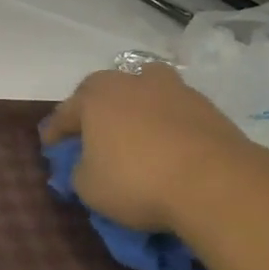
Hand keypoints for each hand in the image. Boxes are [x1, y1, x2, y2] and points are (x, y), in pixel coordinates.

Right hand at [41, 66, 259, 235]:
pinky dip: (167, 125)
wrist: (216, 183)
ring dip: (136, 110)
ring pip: (144, 93)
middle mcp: (131, 82)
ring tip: (136, 135)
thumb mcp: (89, 188)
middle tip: (92, 135)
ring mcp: (173, 90)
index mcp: (95, 97)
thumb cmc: (137, 181)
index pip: (65, 113)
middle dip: (95, 110)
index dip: (55, 133)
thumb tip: (85, 165)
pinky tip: (169, 148)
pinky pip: (175, 112)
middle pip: (104, 91)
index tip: (52, 150)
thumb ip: (78, 171)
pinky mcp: (207, 107)